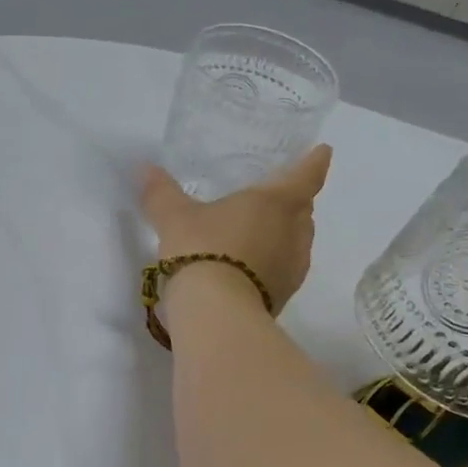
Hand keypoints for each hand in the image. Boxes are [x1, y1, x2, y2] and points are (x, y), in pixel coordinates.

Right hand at [140, 145, 333, 311]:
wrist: (216, 315)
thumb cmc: (202, 250)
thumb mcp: (174, 218)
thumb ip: (161, 193)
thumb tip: (144, 169)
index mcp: (276, 202)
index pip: (306, 174)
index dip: (314, 161)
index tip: (323, 151)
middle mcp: (293, 232)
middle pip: (303, 210)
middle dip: (295, 201)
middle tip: (277, 195)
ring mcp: (293, 268)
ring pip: (296, 241)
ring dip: (283, 235)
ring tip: (261, 232)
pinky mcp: (283, 297)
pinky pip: (283, 270)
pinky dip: (272, 262)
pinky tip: (251, 266)